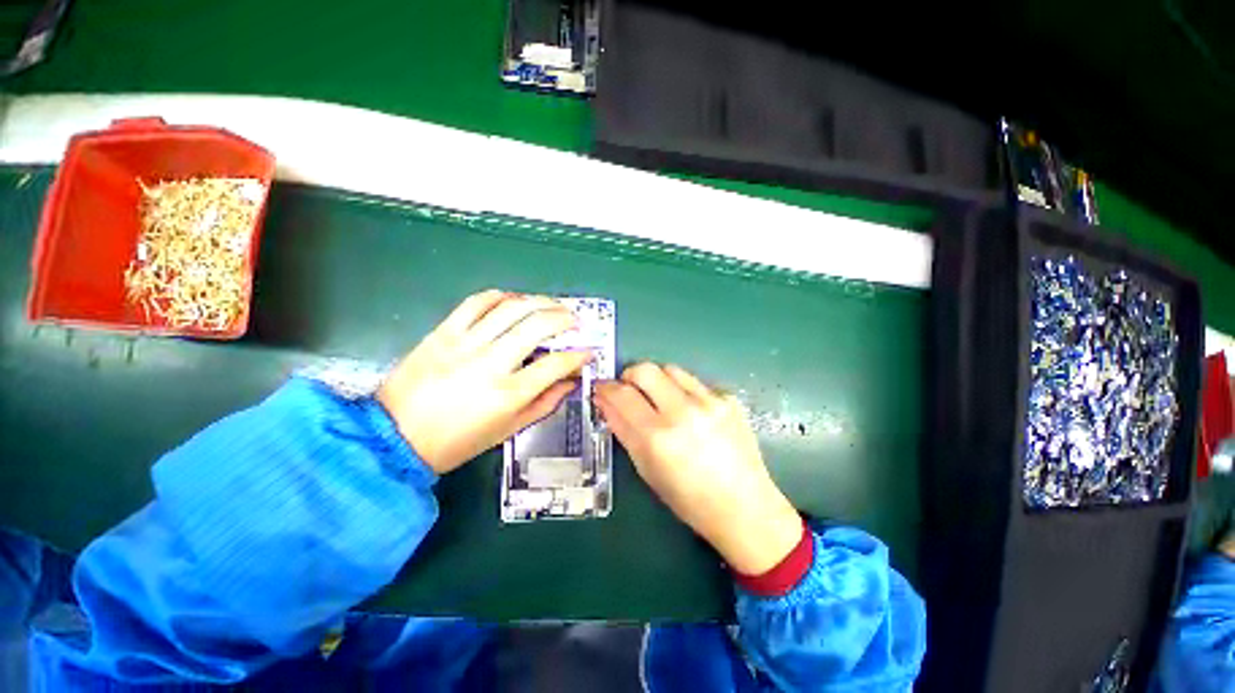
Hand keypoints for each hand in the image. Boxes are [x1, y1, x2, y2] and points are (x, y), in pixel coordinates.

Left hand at [378, 290, 591, 473]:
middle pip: (538, 325)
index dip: (579, 355)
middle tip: (575, 319)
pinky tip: (513, 300)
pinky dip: (501, 296)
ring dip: (539, 301)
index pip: (557, 364)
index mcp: (509, 393)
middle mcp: (491, 363)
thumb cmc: (457, 442)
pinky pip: (477, 302)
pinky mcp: (443, 332)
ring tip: (552, 304)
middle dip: (565, 318)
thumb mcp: (508, 430)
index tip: (588, 352)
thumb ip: (544, 403)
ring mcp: (465, 343)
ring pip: (512, 308)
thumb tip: (571, 381)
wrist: (394, 438)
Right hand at [593, 363, 801, 574]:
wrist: (745, 507)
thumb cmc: (688, 499)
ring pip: (670, 369)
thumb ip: (623, 430)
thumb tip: (604, 401)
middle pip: (644, 369)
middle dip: (629, 376)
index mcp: (658, 437)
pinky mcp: (728, 398)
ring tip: (659, 398)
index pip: (622, 395)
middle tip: (628, 390)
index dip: (605, 388)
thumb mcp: (646, 469)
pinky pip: (694, 383)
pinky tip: (690, 412)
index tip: (601, 388)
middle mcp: (683, 412)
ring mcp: (709, 401)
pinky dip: (683, 391)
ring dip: (656, 379)